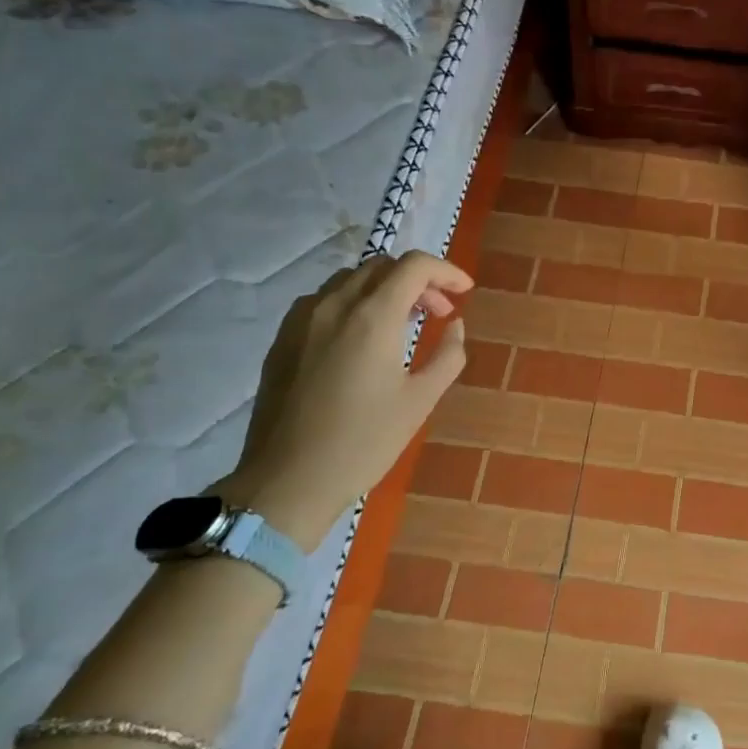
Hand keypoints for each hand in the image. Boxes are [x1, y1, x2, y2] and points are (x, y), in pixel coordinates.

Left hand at [215, 251, 472, 548]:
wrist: (288, 482)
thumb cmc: (363, 442)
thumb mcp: (420, 401)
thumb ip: (448, 355)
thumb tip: (454, 325)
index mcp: (372, 318)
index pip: (414, 266)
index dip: (446, 271)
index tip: (465, 291)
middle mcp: (333, 306)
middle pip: (382, 267)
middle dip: (418, 281)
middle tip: (439, 313)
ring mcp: (301, 320)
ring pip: (350, 280)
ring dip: (385, 290)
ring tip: (403, 323)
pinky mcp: (282, 339)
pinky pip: (324, 301)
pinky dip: (354, 304)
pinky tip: (362, 339)